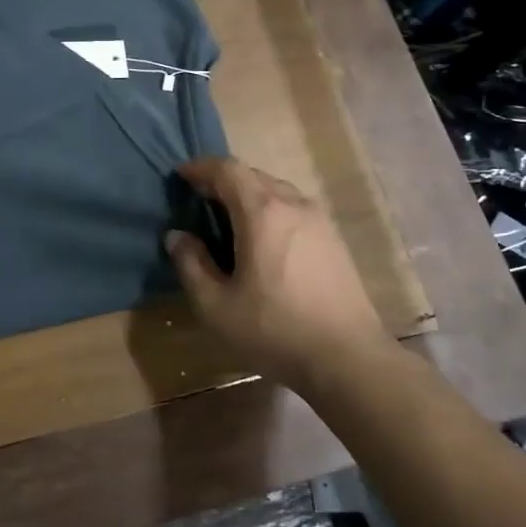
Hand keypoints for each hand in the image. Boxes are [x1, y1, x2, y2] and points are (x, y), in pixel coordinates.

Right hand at [166, 156, 390, 387]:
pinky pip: (294, 209)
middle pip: (253, 176)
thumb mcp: (216, 305)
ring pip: (277, 191)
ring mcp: (319, 221)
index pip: (227, 170)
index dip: (200, 167)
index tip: (180, 176)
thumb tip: (177, 236)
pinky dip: (270, 211)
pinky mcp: (333, 240)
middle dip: (222, 181)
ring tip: (229, 220)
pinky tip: (263, 241)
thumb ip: (191, 265)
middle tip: (199, 200)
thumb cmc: (274, 330)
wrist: (348, 358)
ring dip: (249, 195)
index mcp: (262, 212)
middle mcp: (293, 204)